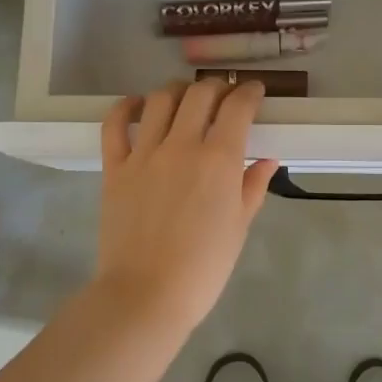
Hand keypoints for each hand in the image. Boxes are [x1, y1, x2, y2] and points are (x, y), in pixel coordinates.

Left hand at [96, 79, 280, 330]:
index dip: (250, 92)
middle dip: (218, 87)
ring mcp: (144, 153)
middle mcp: (182, 145)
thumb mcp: (239, 226)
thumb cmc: (203, 267)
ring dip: (178, 91)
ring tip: (186, 98)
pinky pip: (115, 124)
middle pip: (200, 94)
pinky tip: (137, 105)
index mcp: (219, 160)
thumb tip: (267, 160)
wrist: (146, 294)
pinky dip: (126, 107)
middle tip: (224, 96)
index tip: (254, 92)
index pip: (237, 107)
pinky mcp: (115, 167)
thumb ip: (253, 186)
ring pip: (160, 100)